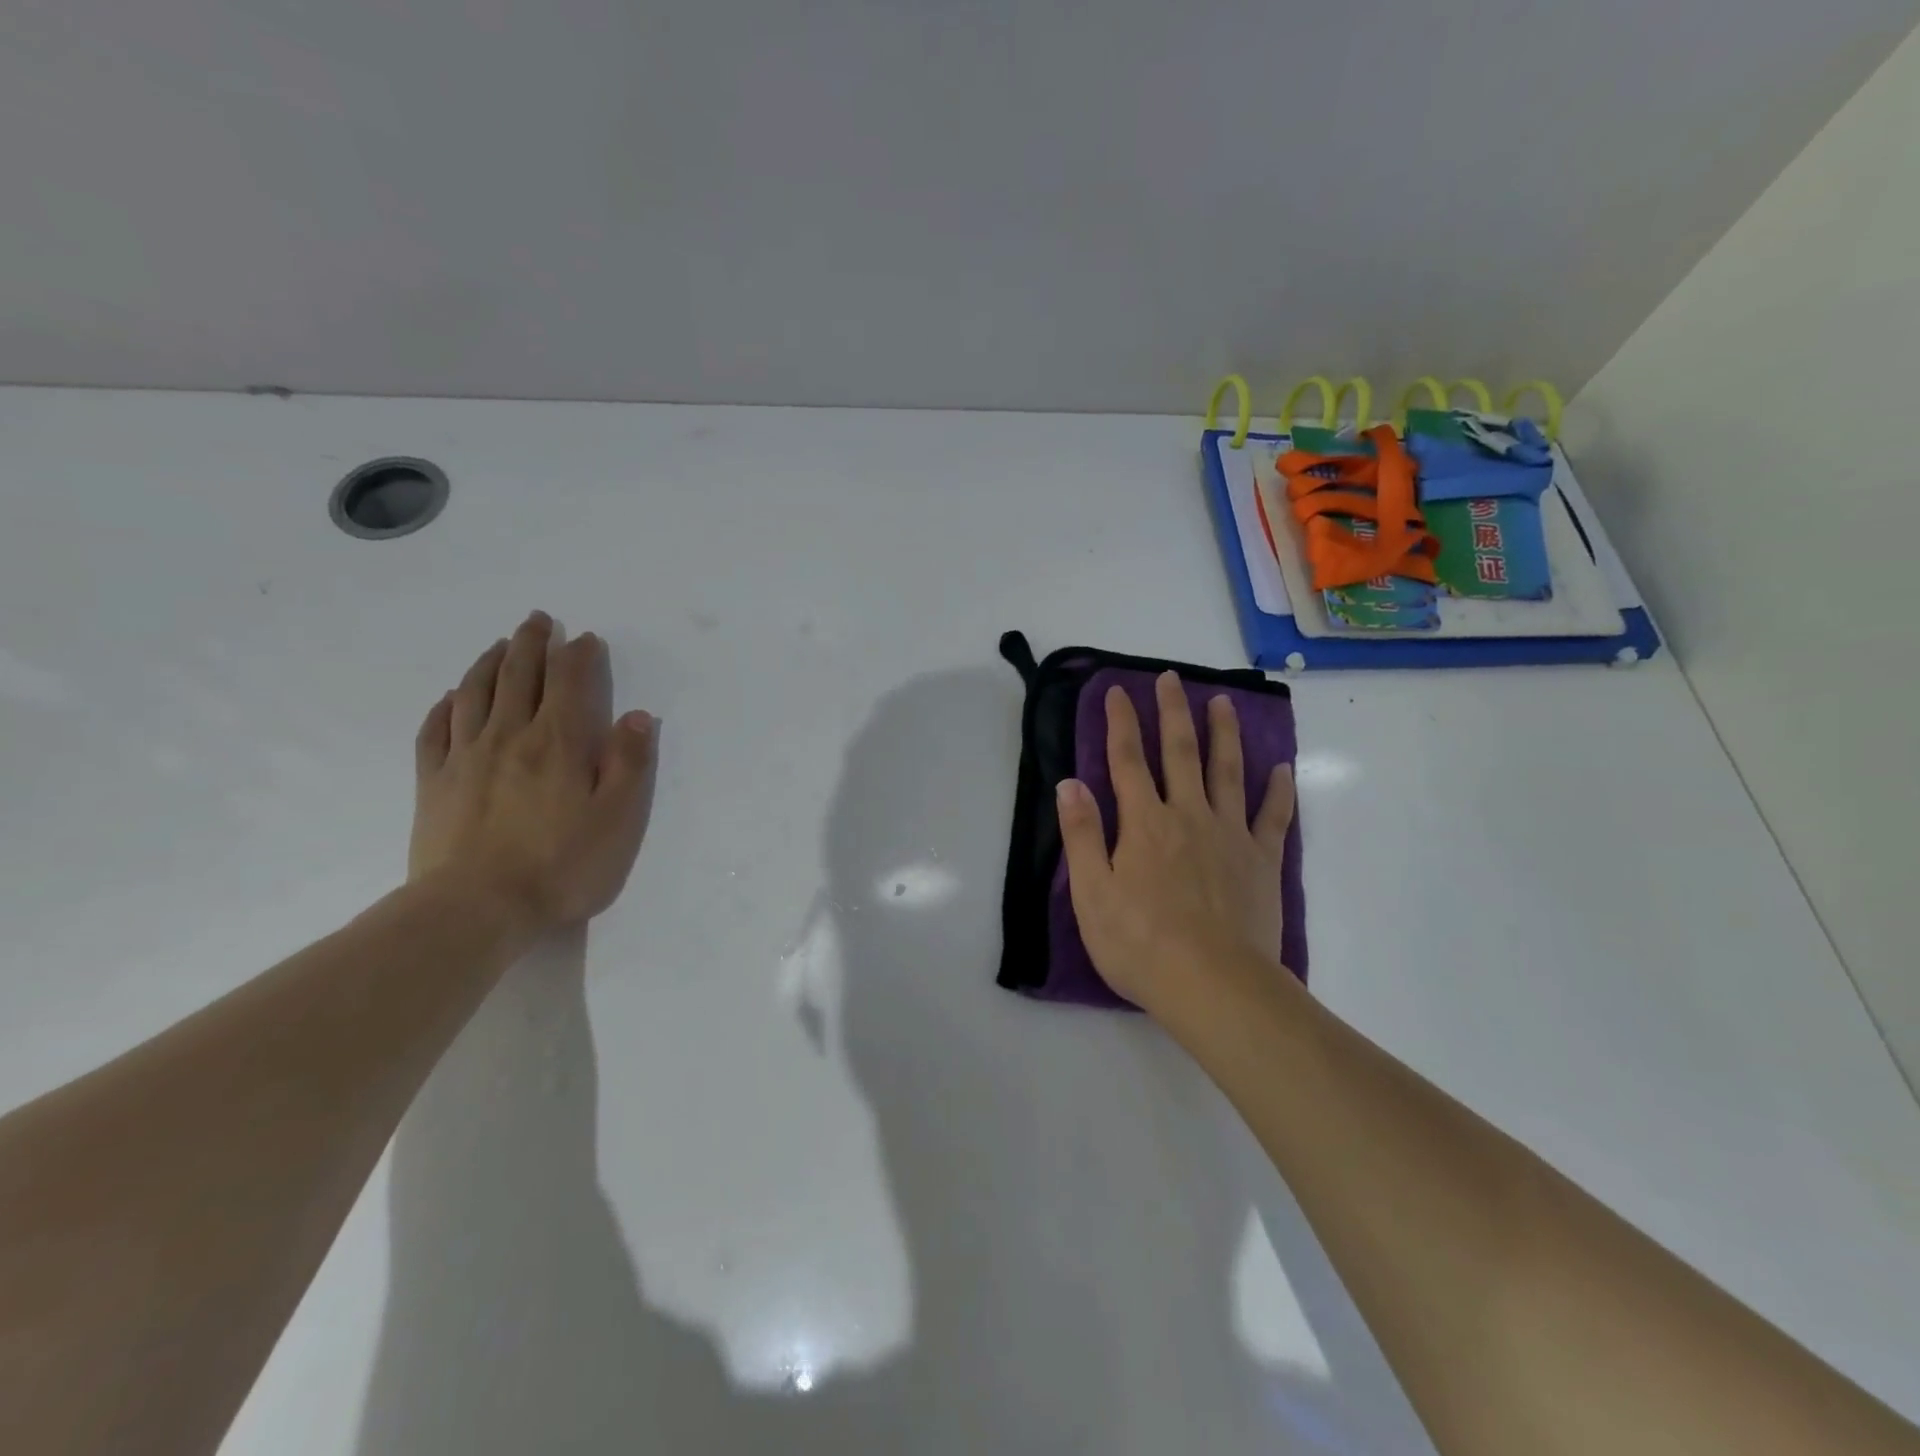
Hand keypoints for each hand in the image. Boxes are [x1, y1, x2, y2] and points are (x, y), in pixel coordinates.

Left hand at [410, 612, 657, 929]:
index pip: (569, 683)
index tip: (586, 638)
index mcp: (558, 743)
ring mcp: (465, 758)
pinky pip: (435, 731)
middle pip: (518, 676)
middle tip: (538, 620)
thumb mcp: (618, 818)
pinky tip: (450, 697)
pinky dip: (444, 706)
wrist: (476, 910)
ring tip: (500, 645)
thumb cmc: (562, 866)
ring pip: (474, 693)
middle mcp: (509, 736)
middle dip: (532, 644)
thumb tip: (637, 715)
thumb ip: (629, 763)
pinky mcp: (433, 784)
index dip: (579, 656)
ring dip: (489, 662)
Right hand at [1056, 672, 1294, 1019]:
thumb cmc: (1141, 943)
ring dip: (1224, 734)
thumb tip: (1069, 783)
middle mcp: (1188, 815)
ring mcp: (1230, 835)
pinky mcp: (1262, 861)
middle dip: (1173, 712)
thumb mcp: (1091, 893)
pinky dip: (1279, 790)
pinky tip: (1282, 768)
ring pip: (1228, 772)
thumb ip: (1081, 834)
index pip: (1127, 760)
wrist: (1213, 984)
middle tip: (1172, 678)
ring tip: (1224, 702)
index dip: (1121, 723)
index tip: (1118, 691)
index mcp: (1143, 822)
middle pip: (1180, 753)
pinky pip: (1274, 816)